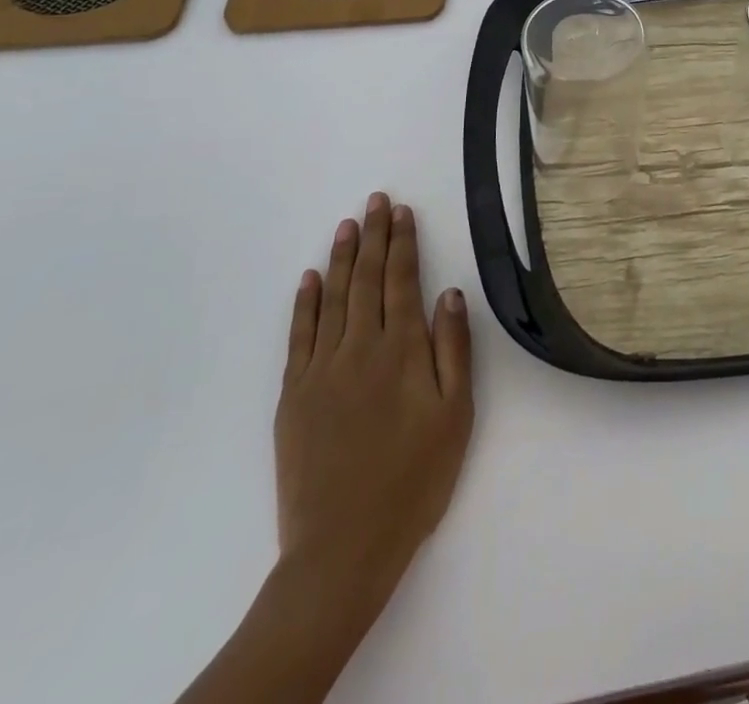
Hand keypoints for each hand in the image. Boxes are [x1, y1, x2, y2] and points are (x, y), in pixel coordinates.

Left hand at [274, 193, 473, 617]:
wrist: (343, 547)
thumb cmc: (413, 480)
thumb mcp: (455, 415)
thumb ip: (454, 349)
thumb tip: (450, 293)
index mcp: (402, 350)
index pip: (401, 281)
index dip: (402, 243)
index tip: (402, 212)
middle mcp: (359, 347)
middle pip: (366, 279)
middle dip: (373, 236)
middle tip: (375, 201)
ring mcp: (321, 370)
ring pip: (332, 298)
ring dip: (340, 258)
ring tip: (347, 225)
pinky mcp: (292, 395)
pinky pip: (299, 336)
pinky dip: (304, 303)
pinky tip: (309, 279)